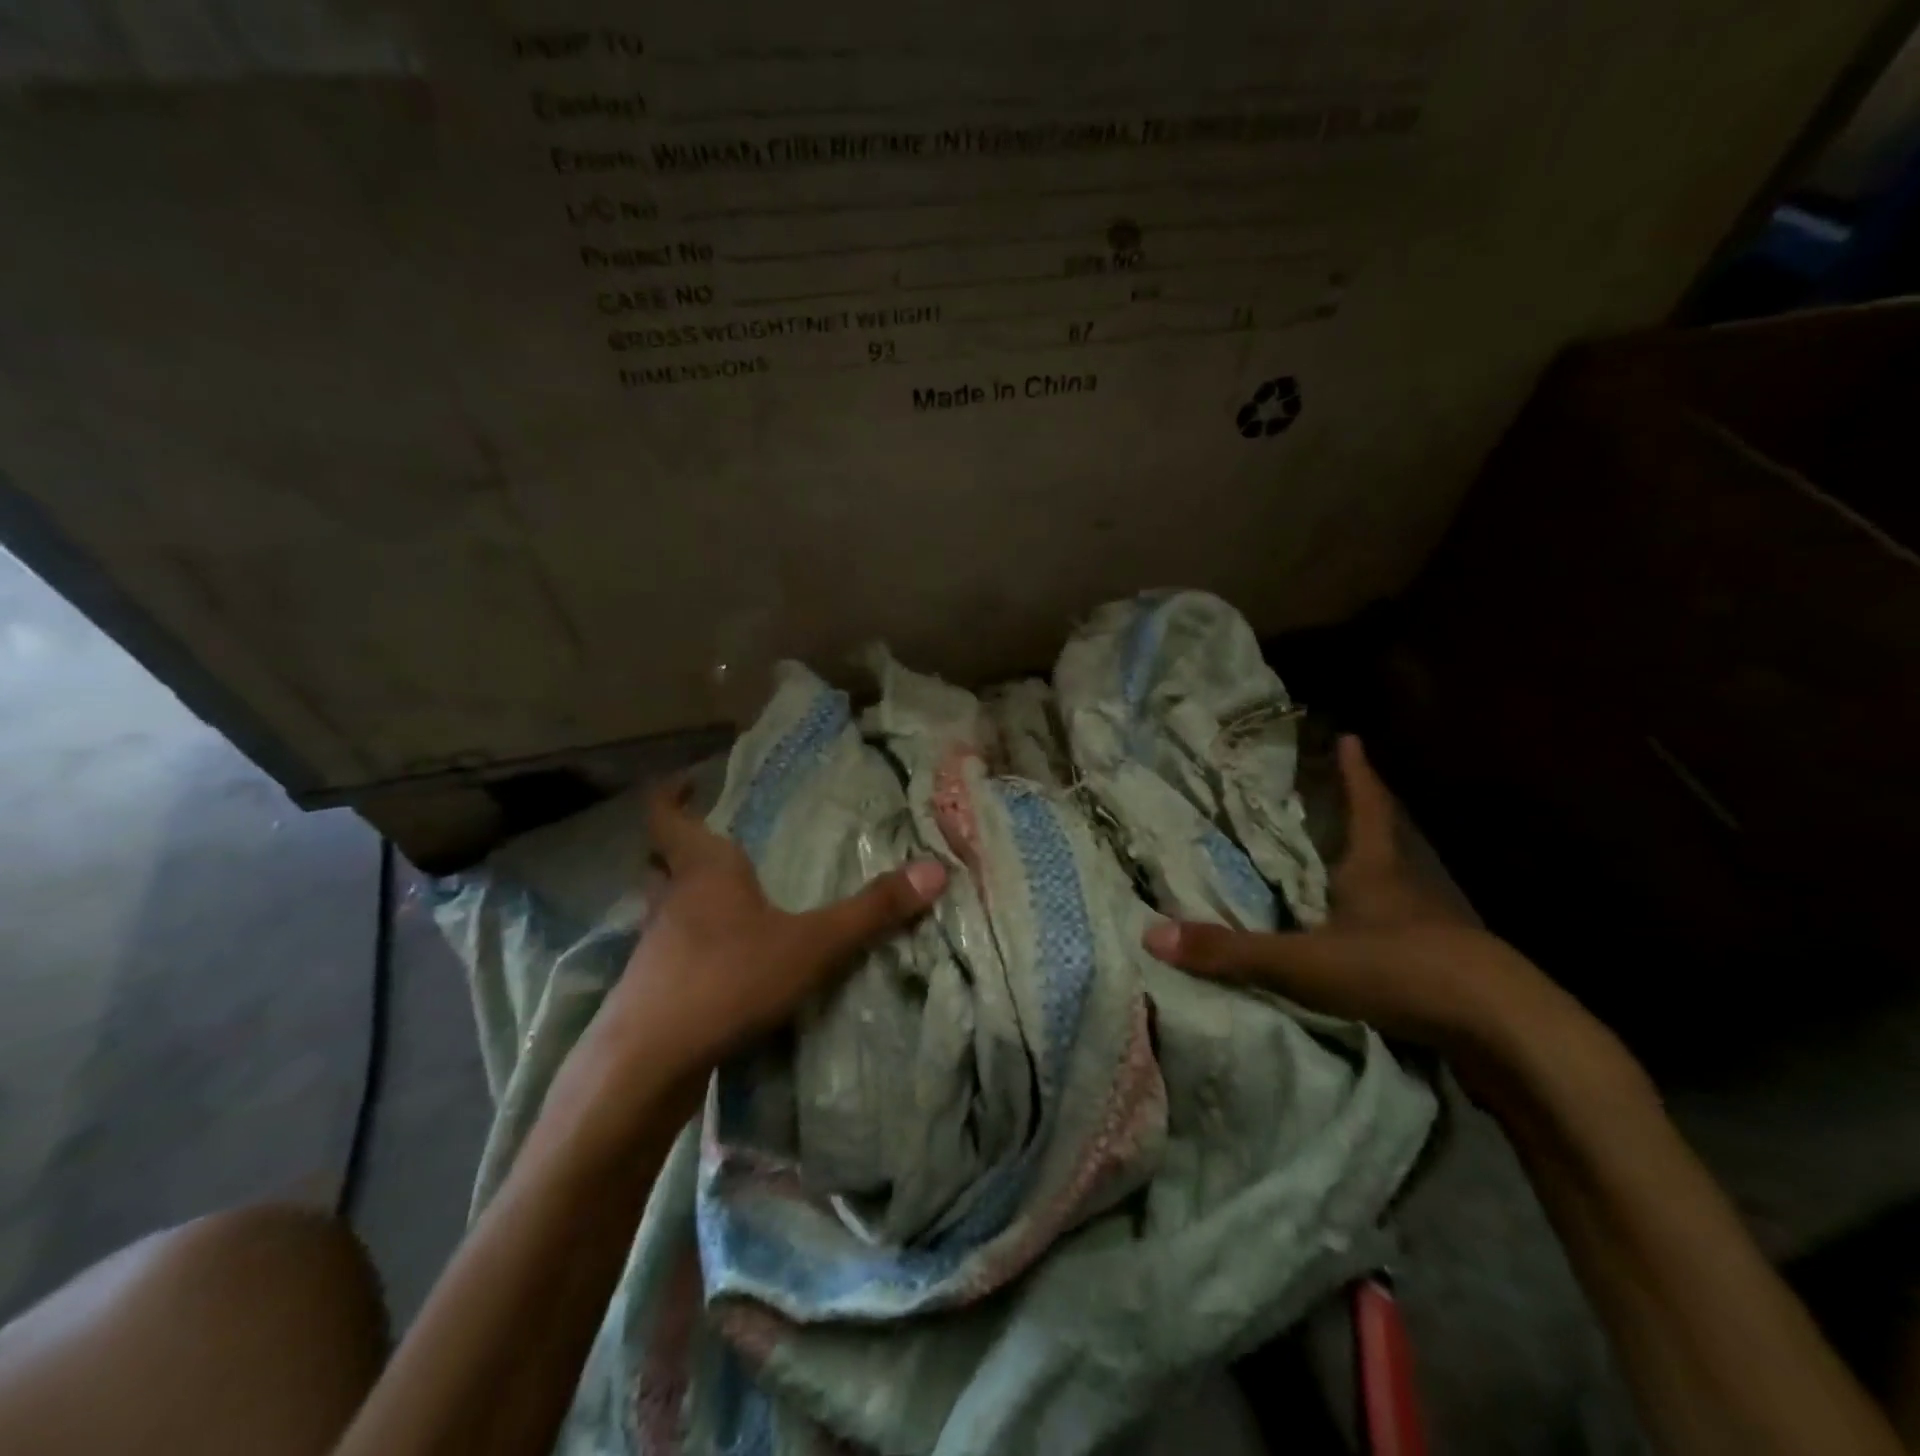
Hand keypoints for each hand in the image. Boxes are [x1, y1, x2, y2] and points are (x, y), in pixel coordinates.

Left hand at [564, 776, 947, 1116]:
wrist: (649, 1063)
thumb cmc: (729, 978)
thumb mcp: (813, 944)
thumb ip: (872, 910)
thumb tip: (936, 870)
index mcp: (703, 869)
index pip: (667, 815)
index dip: (672, 794)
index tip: (687, 780)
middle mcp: (670, 898)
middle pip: (660, 858)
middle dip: (680, 844)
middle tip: (712, 839)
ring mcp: (652, 945)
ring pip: (662, 905)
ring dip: (683, 895)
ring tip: (723, 898)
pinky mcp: (647, 988)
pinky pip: (666, 949)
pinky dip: (687, 943)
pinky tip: (717, 961)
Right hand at [1143, 735, 1563, 1058]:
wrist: (1504, 1031)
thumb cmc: (1399, 971)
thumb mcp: (1303, 962)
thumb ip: (1231, 952)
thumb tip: (1153, 935)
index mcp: (1375, 870)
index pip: (1366, 808)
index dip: (1356, 774)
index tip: (1351, 738)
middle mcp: (1409, 889)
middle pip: (1387, 842)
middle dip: (1365, 819)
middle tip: (1339, 801)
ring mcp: (1436, 929)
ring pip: (1401, 889)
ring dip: (1377, 875)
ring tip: (1349, 870)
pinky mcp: (1451, 970)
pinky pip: (1411, 935)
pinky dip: (1389, 929)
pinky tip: (1374, 945)